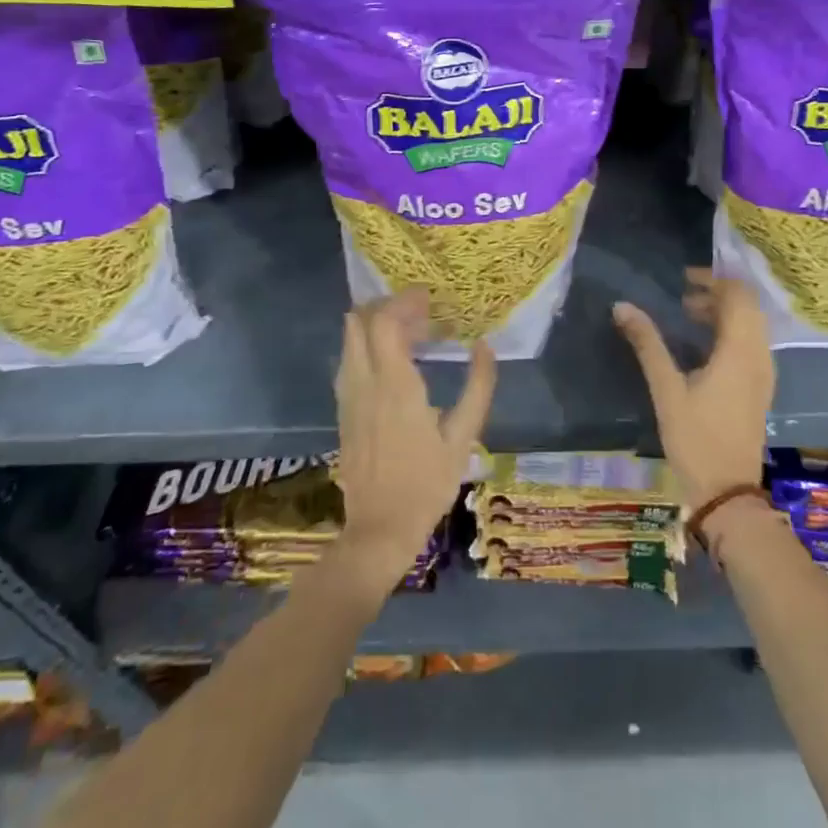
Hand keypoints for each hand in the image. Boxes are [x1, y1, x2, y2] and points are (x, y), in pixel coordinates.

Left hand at [332, 290, 495, 592]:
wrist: (379, 530)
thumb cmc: (427, 484)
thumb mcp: (463, 437)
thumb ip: (478, 387)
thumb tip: (485, 345)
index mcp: (395, 386)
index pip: (385, 322)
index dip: (404, 301)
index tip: (429, 297)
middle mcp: (364, 383)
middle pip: (359, 322)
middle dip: (386, 306)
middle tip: (419, 311)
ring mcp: (348, 397)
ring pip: (349, 340)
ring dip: (374, 324)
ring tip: (410, 331)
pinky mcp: (342, 411)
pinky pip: (348, 361)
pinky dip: (366, 345)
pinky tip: (392, 359)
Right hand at [613, 269, 774, 506]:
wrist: (728, 493)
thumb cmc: (696, 439)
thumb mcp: (667, 390)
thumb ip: (647, 344)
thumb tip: (622, 306)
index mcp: (740, 350)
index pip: (738, 295)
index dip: (713, 280)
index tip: (683, 279)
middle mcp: (759, 355)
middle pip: (748, 307)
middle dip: (718, 294)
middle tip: (682, 296)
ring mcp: (764, 373)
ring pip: (751, 325)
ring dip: (724, 313)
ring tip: (688, 316)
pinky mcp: (761, 388)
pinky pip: (751, 343)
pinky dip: (731, 332)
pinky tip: (702, 346)